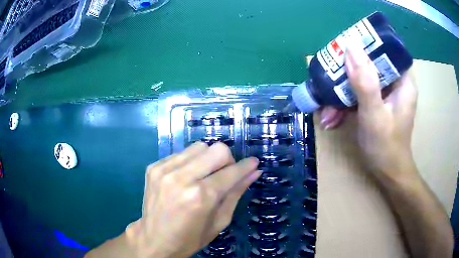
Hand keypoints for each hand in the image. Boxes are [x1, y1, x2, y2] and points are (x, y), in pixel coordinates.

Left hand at [125, 142, 259, 257]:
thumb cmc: (190, 238)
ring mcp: (164, 169)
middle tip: (224, 175)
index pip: (231, 171)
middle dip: (227, 160)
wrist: (154, 240)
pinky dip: (190, 162)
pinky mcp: (153, 166)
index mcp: (200, 197)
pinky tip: (187, 177)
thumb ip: (236, 193)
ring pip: (199, 146)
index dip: (246, 166)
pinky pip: (181, 153)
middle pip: (216, 149)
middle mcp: (181, 178)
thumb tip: (254, 172)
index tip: (254, 163)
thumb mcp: (219, 221)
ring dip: (208, 159)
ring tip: (204, 176)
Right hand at [319, 44, 417, 179]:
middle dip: (349, 71)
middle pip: (371, 63)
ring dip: (343, 92)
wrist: (388, 174)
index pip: (387, 50)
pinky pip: (360, 93)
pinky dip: (346, 103)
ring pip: (363, 79)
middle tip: (330, 76)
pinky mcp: (377, 103)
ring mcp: (386, 94)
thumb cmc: (386, 146)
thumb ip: (365, 82)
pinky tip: (332, 116)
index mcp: (403, 81)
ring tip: (327, 108)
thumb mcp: (374, 114)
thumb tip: (350, 47)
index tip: (347, 47)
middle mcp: (395, 83)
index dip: (367, 44)